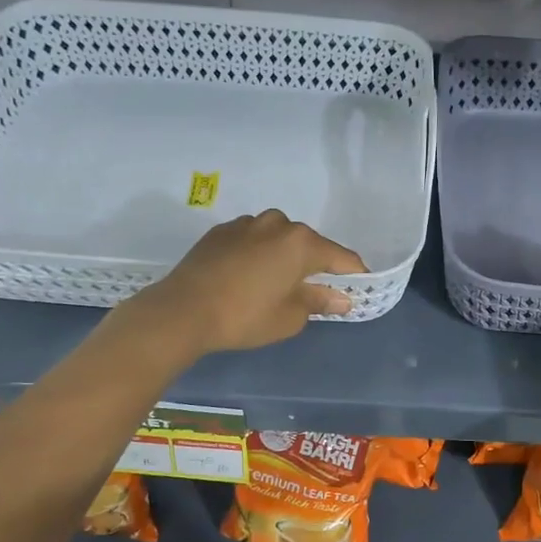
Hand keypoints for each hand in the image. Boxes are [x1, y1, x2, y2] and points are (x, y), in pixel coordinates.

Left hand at [133, 211, 366, 355]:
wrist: (182, 311)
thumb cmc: (244, 317)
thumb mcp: (289, 317)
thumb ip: (319, 302)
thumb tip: (341, 298)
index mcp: (301, 243)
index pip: (341, 258)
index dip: (354, 275)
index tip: (358, 290)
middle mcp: (278, 224)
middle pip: (309, 244)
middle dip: (315, 266)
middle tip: (313, 292)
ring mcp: (247, 224)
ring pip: (279, 239)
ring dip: (284, 257)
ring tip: (276, 284)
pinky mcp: (221, 231)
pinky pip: (253, 240)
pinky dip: (258, 255)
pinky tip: (247, 277)